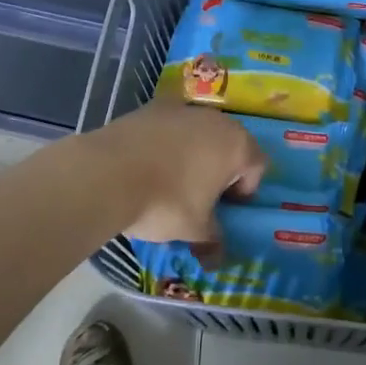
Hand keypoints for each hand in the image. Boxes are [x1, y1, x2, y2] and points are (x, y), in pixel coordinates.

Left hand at [86, 100, 266, 249]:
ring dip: (193, 153)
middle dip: (220, 168)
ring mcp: (183, 108)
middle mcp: (216, 120)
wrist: (108, 173)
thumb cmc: (166, 202)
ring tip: (171, 180)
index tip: (224, 208)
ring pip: (199, 133)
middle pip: (229, 144)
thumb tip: (217, 257)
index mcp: (237, 145)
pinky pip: (170, 127)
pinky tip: (147, 165)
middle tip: (201, 195)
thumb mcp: (195, 230)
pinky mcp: (152, 107)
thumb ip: (213, 240)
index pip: (257, 166)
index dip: (245, 190)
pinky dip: (166, 143)